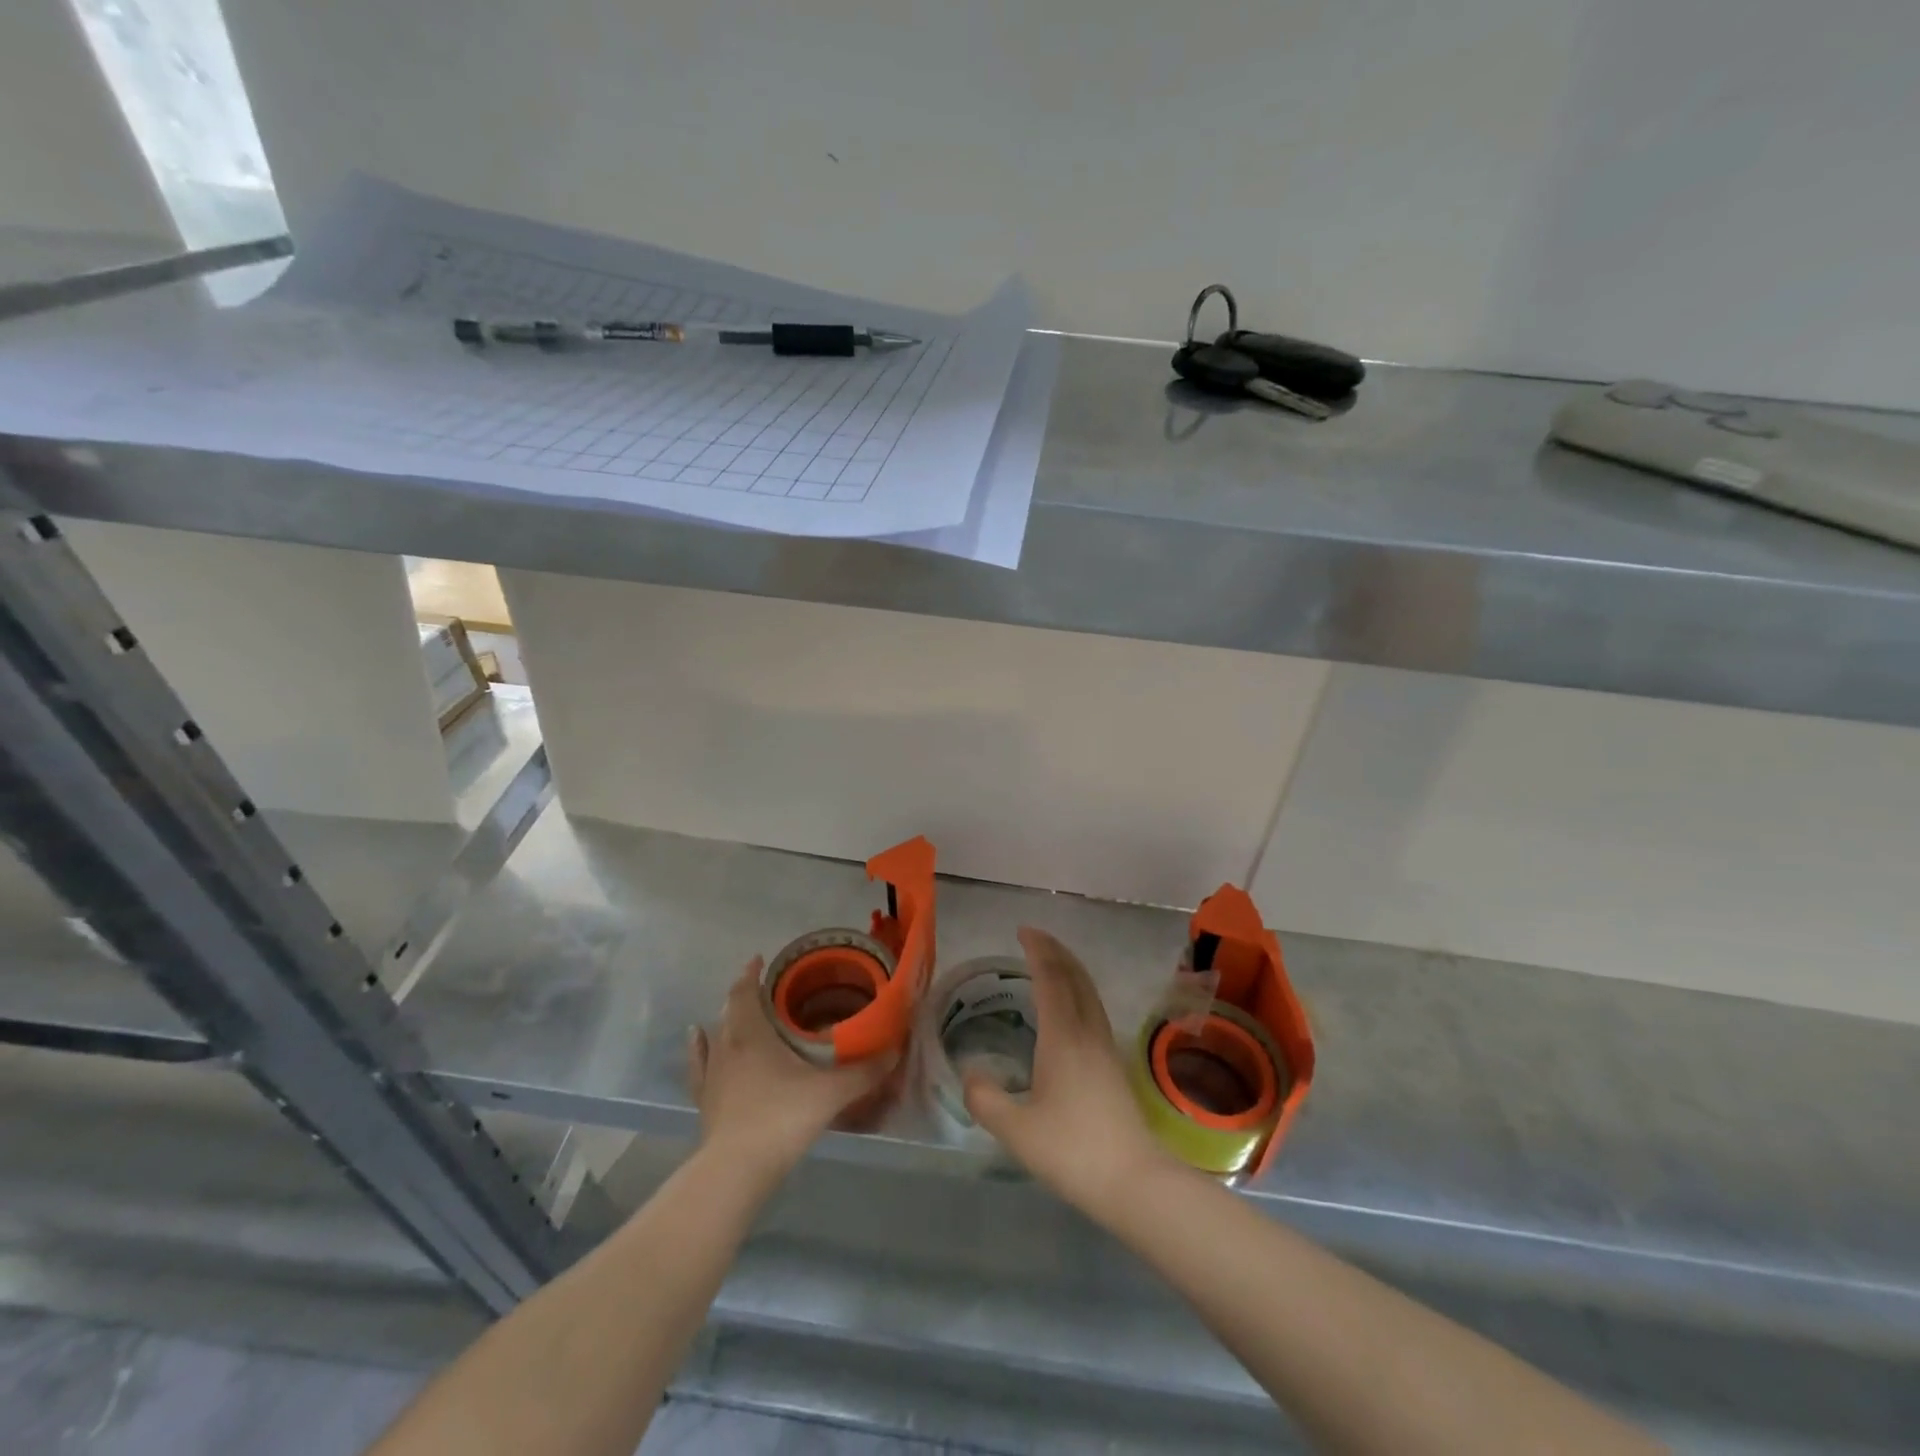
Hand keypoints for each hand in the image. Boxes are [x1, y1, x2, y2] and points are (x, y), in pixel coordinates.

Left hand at [687, 960, 894, 1181]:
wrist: (736, 1169)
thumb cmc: (782, 1118)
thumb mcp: (831, 1093)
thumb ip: (864, 1072)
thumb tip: (895, 1051)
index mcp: (752, 1034)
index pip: (746, 992)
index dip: (751, 974)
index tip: (760, 960)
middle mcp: (727, 1046)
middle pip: (731, 1010)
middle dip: (746, 995)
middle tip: (767, 990)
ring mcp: (712, 1075)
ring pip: (716, 1035)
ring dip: (727, 1020)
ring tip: (740, 1013)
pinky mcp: (705, 1101)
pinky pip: (700, 1065)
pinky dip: (699, 1047)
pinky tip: (697, 1038)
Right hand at [963, 927, 1170, 1215]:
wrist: (1134, 1181)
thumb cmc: (1072, 1151)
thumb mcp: (1016, 1130)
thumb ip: (985, 1099)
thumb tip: (970, 1073)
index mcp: (1062, 1037)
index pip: (1051, 978)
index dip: (1038, 951)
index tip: (1023, 932)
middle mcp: (1087, 1031)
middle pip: (1075, 977)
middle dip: (1055, 951)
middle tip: (1034, 937)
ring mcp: (1105, 1046)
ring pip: (1089, 991)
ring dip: (1070, 968)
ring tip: (1051, 961)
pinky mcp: (1114, 1064)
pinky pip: (1094, 1008)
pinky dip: (1079, 990)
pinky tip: (1071, 1007)